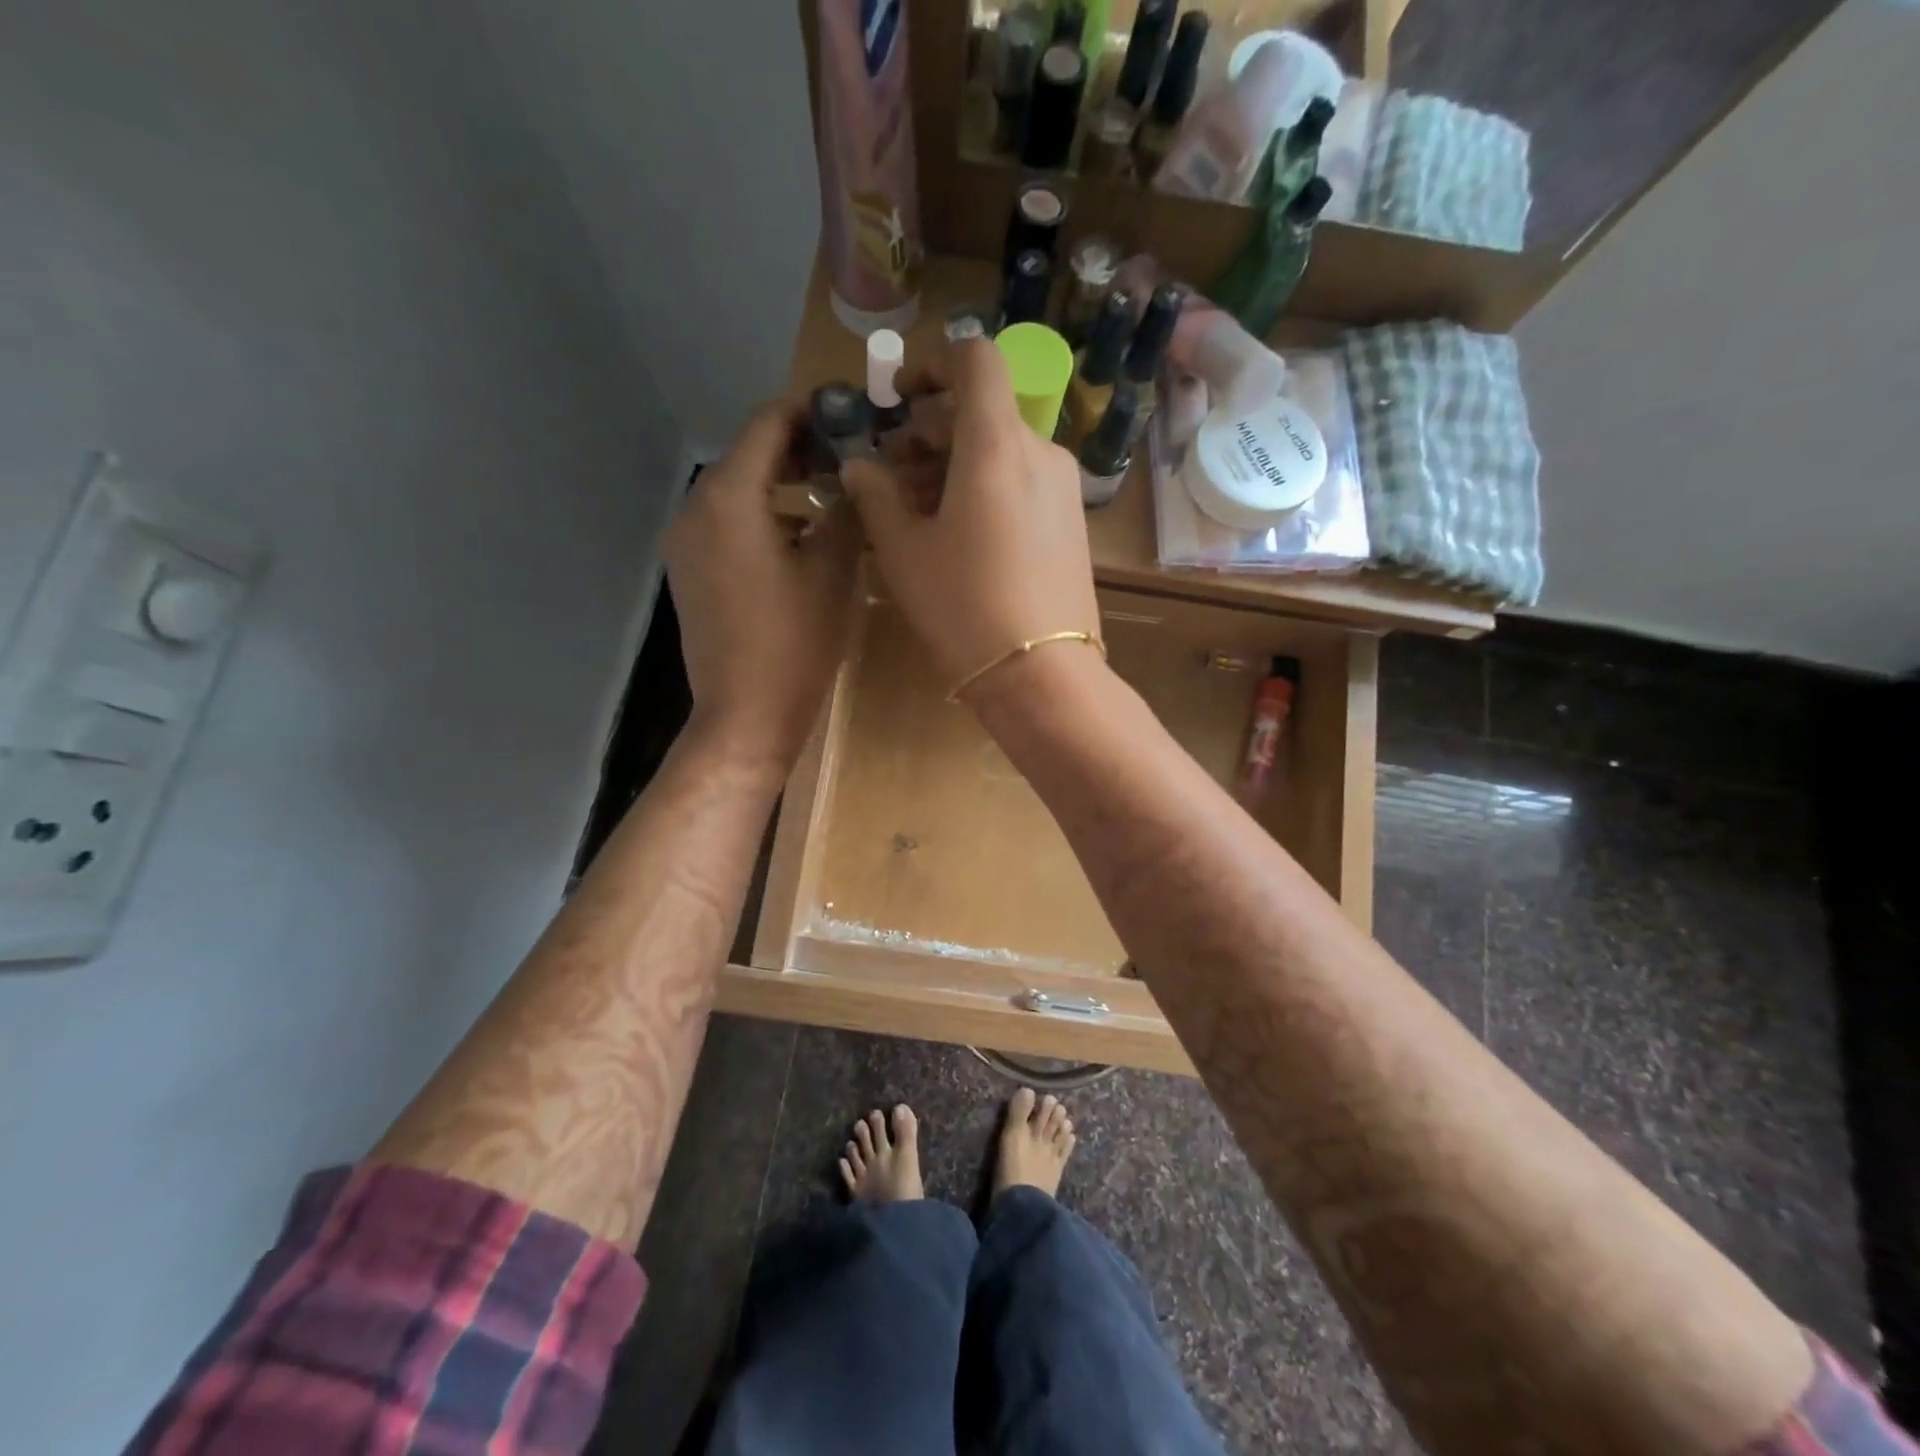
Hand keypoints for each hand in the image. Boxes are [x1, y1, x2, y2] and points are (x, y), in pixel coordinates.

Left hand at [665, 401, 860, 773]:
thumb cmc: (795, 642)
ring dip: (784, 486)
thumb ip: (845, 509)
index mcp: (729, 497)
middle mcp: (696, 509)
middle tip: (851, 457)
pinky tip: (801, 538)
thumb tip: (854, 476)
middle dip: (800, 450)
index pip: (768, 424)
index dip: (811, 411)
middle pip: (749, 456)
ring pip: (739, 492)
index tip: (852, 413)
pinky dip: (764, 517)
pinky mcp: (690, 572)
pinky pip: (728, 525)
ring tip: (834, 497)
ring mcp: (687, 543)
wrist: (745, 715)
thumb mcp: (833, 569)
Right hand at [841, 339, 1100, 700]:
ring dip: (953, 463)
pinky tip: (957, 532)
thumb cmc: (962, 607)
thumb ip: (875, 494)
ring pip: (1001, 449)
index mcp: (996, 444)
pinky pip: (1022, 481)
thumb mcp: (903, 550)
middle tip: (889, 475)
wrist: (1041, 675)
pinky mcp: (1071, 522)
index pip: (975, 359)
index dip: (932, 365)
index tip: (900, 401)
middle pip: (981, 410)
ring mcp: (1062, 488)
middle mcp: (1040, 452)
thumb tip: (859, 465)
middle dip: (929, 430)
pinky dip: (985, 486)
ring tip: (915, 510)